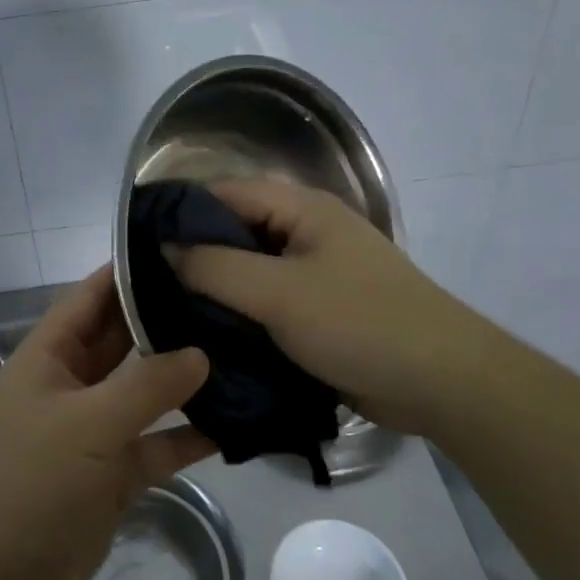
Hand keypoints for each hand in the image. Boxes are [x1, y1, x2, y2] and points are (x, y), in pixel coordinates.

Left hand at [0, 268, 214, 579]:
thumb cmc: (30, 479)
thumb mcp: (88, 423)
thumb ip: (146, 386)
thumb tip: (201, 352)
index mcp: (51, 354)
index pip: (93, 295)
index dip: (129, 270)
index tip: (181, 248)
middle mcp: (74, 382)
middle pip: (124, 339)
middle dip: (167, 320)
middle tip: (227, 298)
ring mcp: (95, 428)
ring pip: (145, 391)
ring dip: (184, 378)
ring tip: (241, 351)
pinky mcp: (114, 471)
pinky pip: (157, 443)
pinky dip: (188, 435)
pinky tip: (236, 423)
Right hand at [167, 179, 480, 433]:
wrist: (444, 384)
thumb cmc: (360, 323)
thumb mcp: (279, 293)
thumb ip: (216, 267)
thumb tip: (165, 246)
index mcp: (302, 210)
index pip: (224, 194)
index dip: (180, 211)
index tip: (135, 240)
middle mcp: (306, 232)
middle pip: (235, 232)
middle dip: (193, 254)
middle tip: (143, 282)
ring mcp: (315, 274)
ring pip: (248, 271)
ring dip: (215, 289)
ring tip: (163, 310)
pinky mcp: (320, 313)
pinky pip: (267, 303)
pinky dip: (239, 314)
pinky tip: (205, 334)